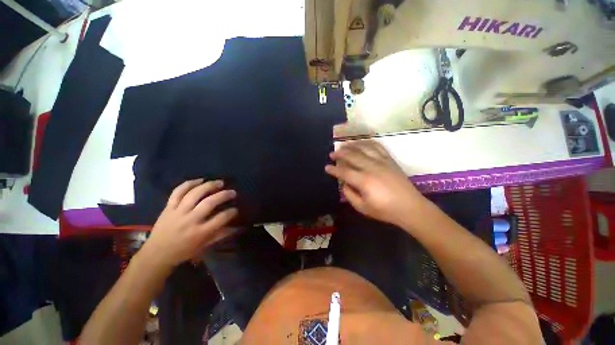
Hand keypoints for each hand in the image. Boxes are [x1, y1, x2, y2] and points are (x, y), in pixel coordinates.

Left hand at [141, 179, 237, 267]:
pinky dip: (189, 184)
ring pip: (195, 194)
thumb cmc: (183, 251)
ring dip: (209, 186)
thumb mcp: (204, 246)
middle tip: (232, 192)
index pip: (221, 218)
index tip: (236, 209)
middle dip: (224, 195)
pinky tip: (200, 180)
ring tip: (219, 182)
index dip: (231, 212)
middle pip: (209, 202)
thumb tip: (237, 228)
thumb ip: (221, 235)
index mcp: (200, 232)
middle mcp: (190, 220)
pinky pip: (178, 192)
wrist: (156, 254)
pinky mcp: (168, 207)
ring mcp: (178, 212)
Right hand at [325, 140, 425, 225]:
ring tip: (343, 146)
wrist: (410, 207)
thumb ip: (349, 195)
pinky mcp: (389, 159)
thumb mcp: (362, 208)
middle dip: (339, 153)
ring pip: (363, 147)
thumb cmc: (385, 210)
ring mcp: (382, 161)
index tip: (326, 167)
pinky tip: (361, 143)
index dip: (333, 169)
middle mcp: (372, 167)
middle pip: (352, 155)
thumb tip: (344, 183)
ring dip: (351, 145)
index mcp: (364, 181)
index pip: (344, 172)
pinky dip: (367, 142)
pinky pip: (377, 146)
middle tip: (332, 153)